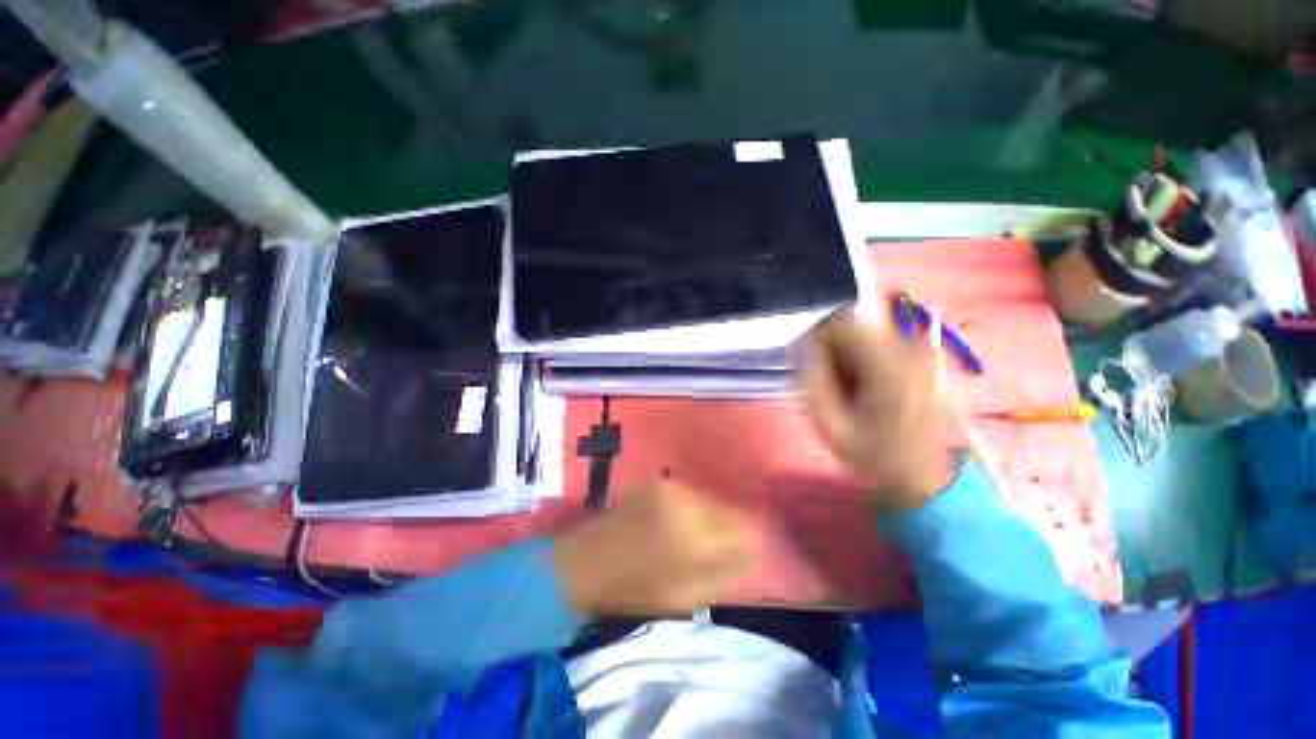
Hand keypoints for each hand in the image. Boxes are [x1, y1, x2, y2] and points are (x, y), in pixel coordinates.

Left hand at [553, 481, 753, 615]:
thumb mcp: (686, 596)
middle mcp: (687, 501)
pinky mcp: (658, 482)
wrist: (586, 561)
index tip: (744, 548)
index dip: (749, 536)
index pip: (744, 525)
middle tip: (716, 544)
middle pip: (728, 507)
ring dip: (711, 514)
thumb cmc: (636, 587)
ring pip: (710, 497)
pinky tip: (679, 520)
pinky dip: (693, 505)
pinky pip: (691, 492)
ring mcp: (671, 487)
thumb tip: (753, 553)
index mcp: (697, 533)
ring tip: (694, 534)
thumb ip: (725, 572)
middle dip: (730, 524)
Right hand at [798, 312, 958, 510]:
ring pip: (866, 332)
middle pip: (855, 325)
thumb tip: (798, 344)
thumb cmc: (873, 455)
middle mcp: (909, 351)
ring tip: (846, 388)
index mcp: (887, 367)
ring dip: (846, 353)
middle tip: (828, 382)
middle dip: (833, 347)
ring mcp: (919, 353)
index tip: (809, 366)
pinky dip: (862, 357)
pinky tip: (863, 386)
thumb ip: (811, 380)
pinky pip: (880, 342)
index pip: (842, 323)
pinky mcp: (922, 359)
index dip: (817, 338)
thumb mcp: (830, 425)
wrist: (923, 478)